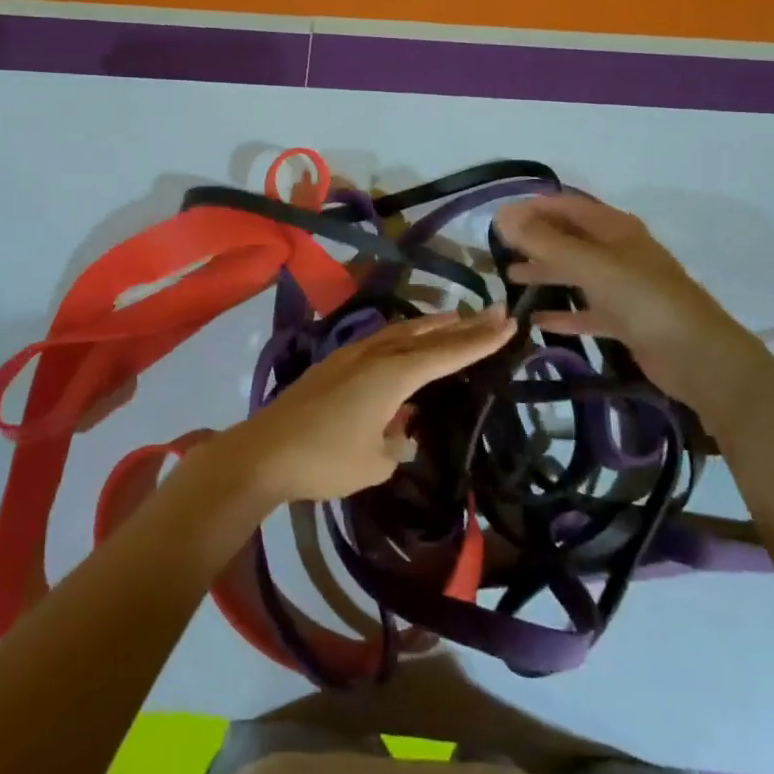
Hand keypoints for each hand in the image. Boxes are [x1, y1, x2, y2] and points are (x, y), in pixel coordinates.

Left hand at [213, 308, 514, 504]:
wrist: (264, 452)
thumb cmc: (325, 460)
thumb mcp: (375, 462)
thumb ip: (397, 442)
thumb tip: (401, 428)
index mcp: (392, 376)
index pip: (446, 353)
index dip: (480, 340)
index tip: (509, 323)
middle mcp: (374, 356)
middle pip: (426, 335)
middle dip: (461, 324)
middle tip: (494, 311)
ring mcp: (350, 356)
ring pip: (400, 332)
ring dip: (430, 325)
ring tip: (454, 317)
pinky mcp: (333, 365)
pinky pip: (380, 341)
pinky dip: (403, 336)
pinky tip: (403, 342)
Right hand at [492, 193, 770, 404]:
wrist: (698, 356)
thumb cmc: (644, 300)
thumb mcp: (590, 265)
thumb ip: (545, 242)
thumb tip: (502, 217)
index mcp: (615, 229)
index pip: (567, 206)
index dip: (533, 208)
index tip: (498, 219)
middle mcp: (618, 252)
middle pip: (569, 238)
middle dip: (535, 240)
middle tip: (496, 249)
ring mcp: (623, 287)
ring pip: (575, 273)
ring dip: (544, 273)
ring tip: (509, 279)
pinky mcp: (625, 319)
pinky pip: (586, 310)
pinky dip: (562, 312)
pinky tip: (536, 320)